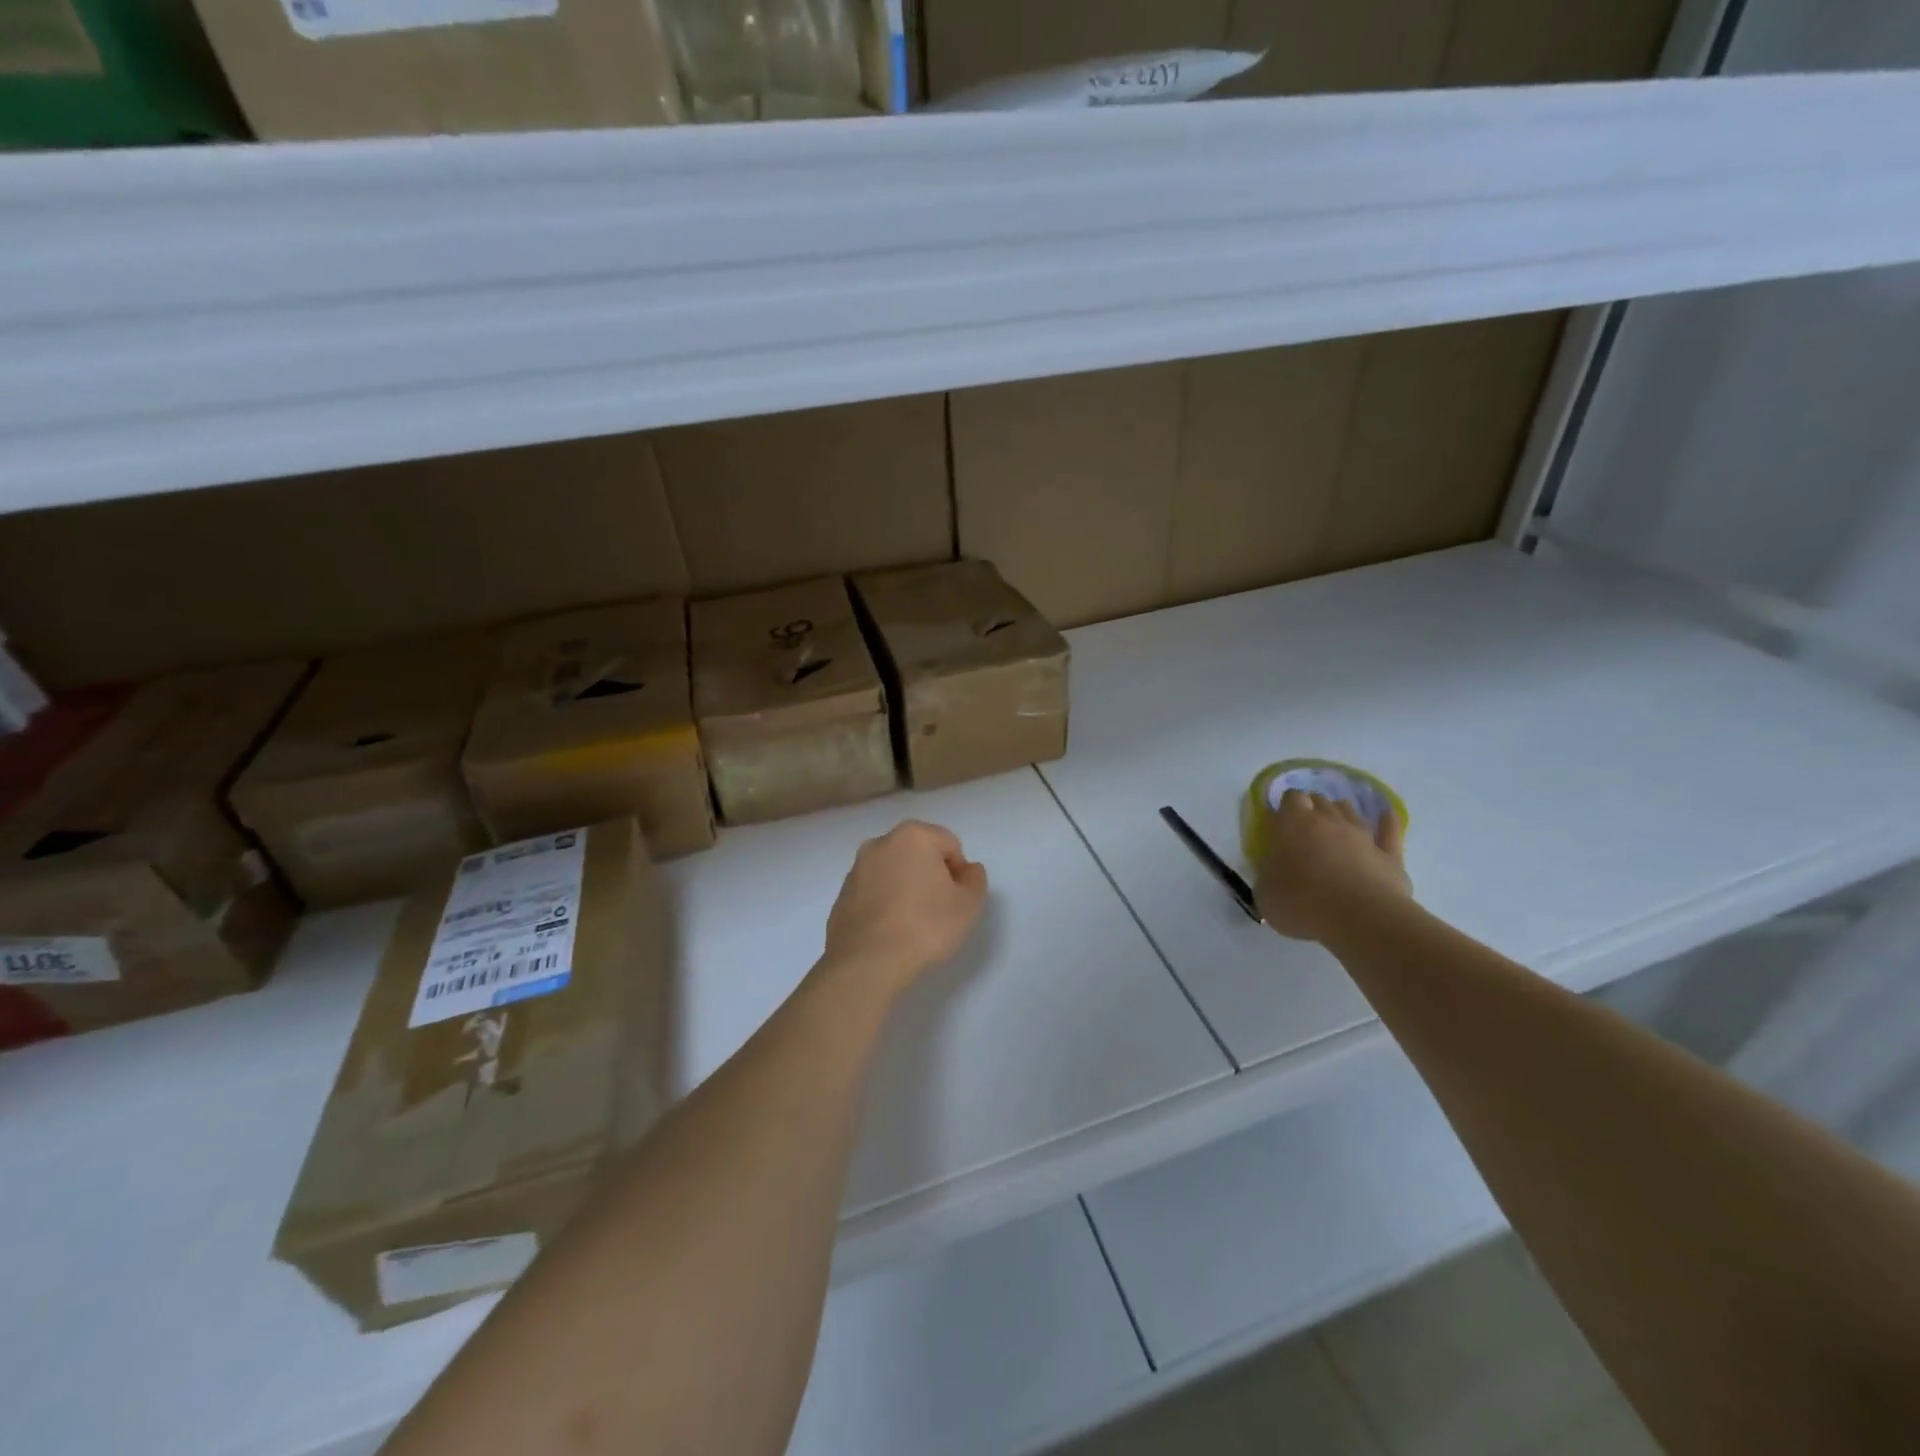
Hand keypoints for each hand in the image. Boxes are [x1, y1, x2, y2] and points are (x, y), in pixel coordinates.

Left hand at [823, 820, 987, 992]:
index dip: (959, 873)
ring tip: (913, 923)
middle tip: (938, 910)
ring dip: (906, 888)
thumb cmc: (925, 926)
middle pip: (919, 854)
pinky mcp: (842, 894)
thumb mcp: (968, 904)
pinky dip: (885, 903)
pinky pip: (874, 891)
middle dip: (931, 876)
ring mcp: (856, 868)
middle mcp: (880, 843)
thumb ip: (975, 879)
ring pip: (894, 872)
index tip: (956, 900)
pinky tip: (891, 930)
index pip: (950, 845)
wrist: (868, 963)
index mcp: (913, 836)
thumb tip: (967, 869)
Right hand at [1255, 790, 1411, 943]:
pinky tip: (1387, 815)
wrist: (1361, 919)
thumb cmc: (1303, 903)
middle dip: (1312, 808)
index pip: (1291, 798)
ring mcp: (1362, 835)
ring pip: (1351, 812)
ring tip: (1335, 823)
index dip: (1286, 806)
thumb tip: (1273, 870)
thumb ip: (1267, 873)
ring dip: (1341, 813)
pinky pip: (1389, 831)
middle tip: (1304, 827)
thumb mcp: (1264, 892)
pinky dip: (1387, 822)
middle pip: (1321, 801)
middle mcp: (1329, 821)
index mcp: (1294, 824)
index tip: (1281, 820)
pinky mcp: (1389, 855)